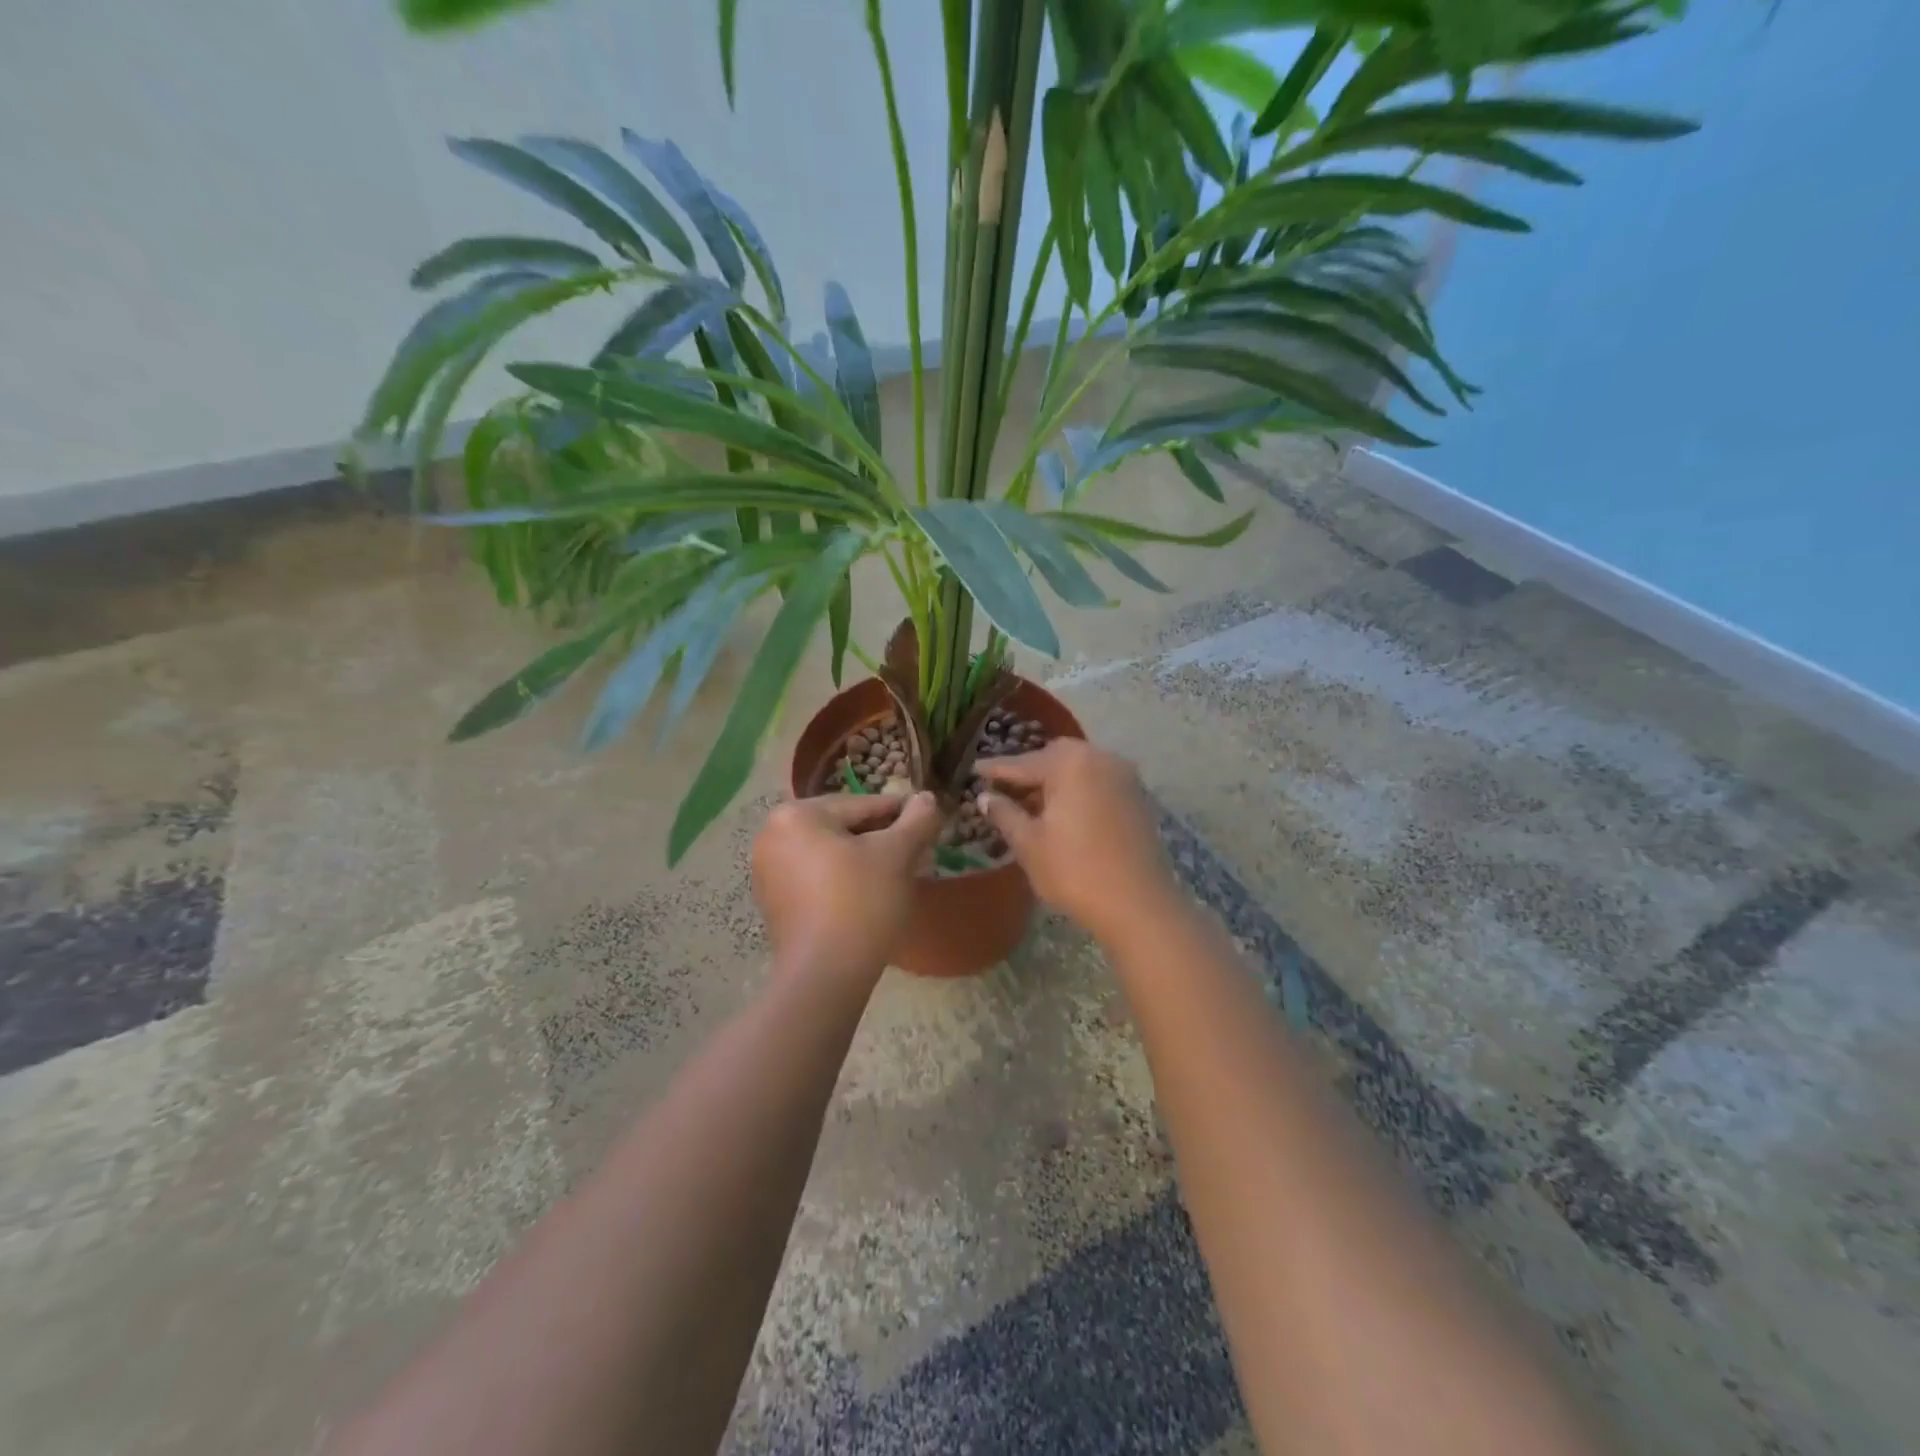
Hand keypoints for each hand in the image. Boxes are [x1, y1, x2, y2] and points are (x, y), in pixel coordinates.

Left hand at [752, 791, 941, 980]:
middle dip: (883, 840)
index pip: (862, 804)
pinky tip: (871, 897)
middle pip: (844, 827)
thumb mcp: (897, 855)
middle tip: (918, 855)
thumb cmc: (861, 903)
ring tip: (899, 877)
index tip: (929, 826)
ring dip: (866, 860)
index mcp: (796, 815)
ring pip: (832, 853)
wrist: (824, 976)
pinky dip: (844, 881)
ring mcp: (768, 871)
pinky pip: (817, 878)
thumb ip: (917, 819)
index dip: (901, 815)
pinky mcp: (774, 902)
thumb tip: (927, 797)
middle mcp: (772, 835)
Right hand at [976, 739, 1178, 940]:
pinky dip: (1077, 790)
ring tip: (1030, 804)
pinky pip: (1097, 782)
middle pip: (1055, 756)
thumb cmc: (1075, 871)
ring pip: (1079, 768)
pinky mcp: (1137, 797)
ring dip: (1054, 780)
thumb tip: (986, 797)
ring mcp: (1123, 776)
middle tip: (1004, 787)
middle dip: (1029, 770)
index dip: (995, 769)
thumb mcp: (1029, 844)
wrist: (1138, 905)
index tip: (974, 769)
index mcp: (1070, 763)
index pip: (1023, 762)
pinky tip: (1062, 813)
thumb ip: (1005, 814)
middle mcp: (1100, 758)